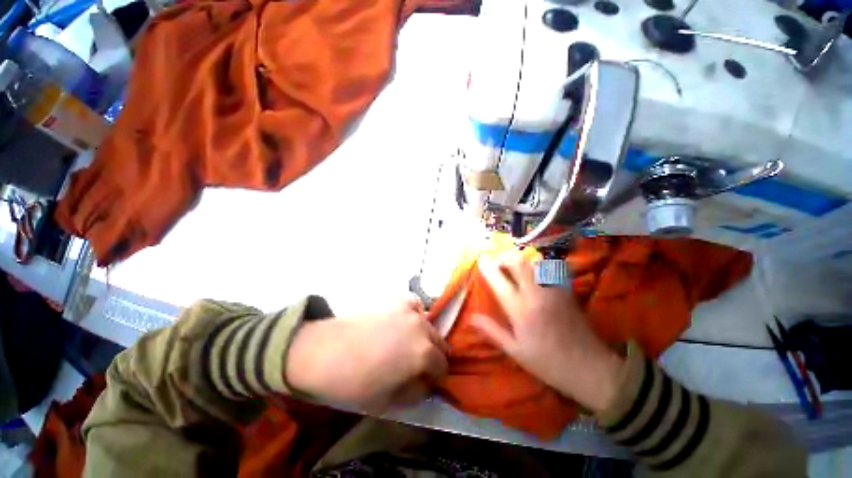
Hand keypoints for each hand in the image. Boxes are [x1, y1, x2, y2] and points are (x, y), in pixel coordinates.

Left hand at [285, 299, 448, 410]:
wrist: (326, 351)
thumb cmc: (356, 382)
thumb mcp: (389, 402)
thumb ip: (416, 393)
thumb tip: (426, 384)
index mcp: (424, 353)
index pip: (443, 366)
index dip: (437, 378)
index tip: (426, 383)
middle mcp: (422, 328)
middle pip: (440, 343)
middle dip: (434, 356)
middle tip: (418, 366)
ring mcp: (410, 311)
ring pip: (429, 325)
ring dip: (425, 337)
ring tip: (408, 346)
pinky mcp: (397, 302)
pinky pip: (415, 305)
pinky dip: (415, 314)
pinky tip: (405, 323)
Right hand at [472, 251, 623, 413]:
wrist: (590, 368)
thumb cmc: (548, 363)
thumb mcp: (515, 351)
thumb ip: (492, 331)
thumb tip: (471, 317)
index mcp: (521, 311)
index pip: (499, 282)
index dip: (488, 268)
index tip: (481, 261)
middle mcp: (536, 295)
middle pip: (519, 263)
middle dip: (504, 257)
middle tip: (497, 261)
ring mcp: (554, 290)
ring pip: (535, 262)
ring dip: (521, 259)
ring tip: (513, 266)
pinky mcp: (566, 290)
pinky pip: (551, 268)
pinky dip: (539, 264)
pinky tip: (535, 271)